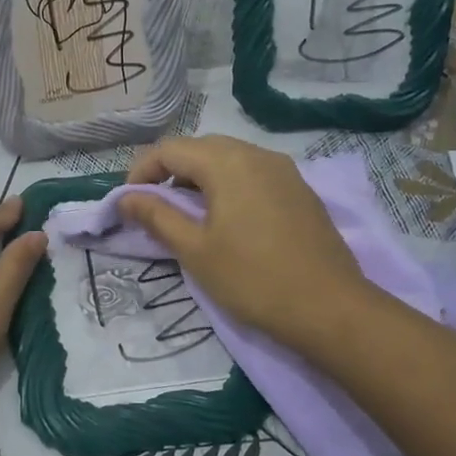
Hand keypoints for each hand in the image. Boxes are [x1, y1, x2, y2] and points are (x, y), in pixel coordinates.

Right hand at [120, 136, 372, 349]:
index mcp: (227, 162)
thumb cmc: (253, 278)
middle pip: (200, 148)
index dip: (141, 172)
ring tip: (188, 213)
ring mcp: (284, 170)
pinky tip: (227, 217)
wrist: (330, 307)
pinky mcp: (300, 189)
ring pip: (229, 158)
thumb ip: (157, 216)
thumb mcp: (195, 250)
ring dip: (200, 177)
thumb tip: (125, 198)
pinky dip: (229, 184)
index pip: (170, 149)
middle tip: (155, 206)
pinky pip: (254, 173)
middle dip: (170, 171)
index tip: (128, 203)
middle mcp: (256, 153)